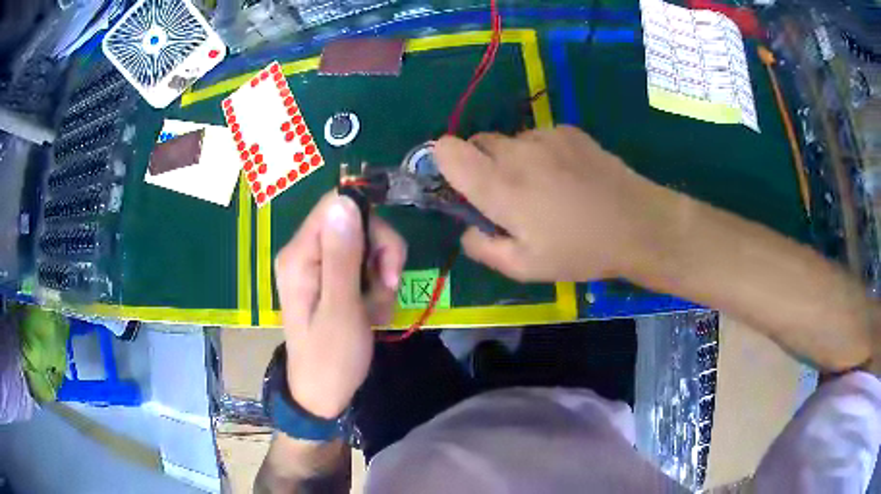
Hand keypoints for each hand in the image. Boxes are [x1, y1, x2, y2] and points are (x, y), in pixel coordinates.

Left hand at [274, 193, 406, 417]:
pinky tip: (372, 311)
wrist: (323, 393)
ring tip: (377, 308)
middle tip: (387, 287)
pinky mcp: (329, 279)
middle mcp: (304, 252)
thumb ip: (342, 255)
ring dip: (380, 273)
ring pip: (364, 243)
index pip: (337, 205)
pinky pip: (362, 265)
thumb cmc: (331, 357)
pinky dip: (375, 286)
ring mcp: (316, 265)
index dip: (368, 225)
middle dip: (380, 252)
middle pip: (354, 221)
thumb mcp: (341, 309)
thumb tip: (345, 199)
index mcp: (299, 255)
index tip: (384, 262)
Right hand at [435, 126, 664, 281]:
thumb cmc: (579, 251)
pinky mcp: (567, 130)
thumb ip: (482, 247)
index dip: (445, 162)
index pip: (447, 149)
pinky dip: (542, 153)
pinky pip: (539, 137)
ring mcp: (544, 136)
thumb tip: (468, 229)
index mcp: (498, 185)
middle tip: (507, 196)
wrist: (636, 224)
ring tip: (545, 188)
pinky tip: (567, 176)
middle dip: (481, 165)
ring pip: (510, 141)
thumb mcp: (524, 267)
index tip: (461, 184)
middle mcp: (515, 151)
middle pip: (477, 142)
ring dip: (514, 160)